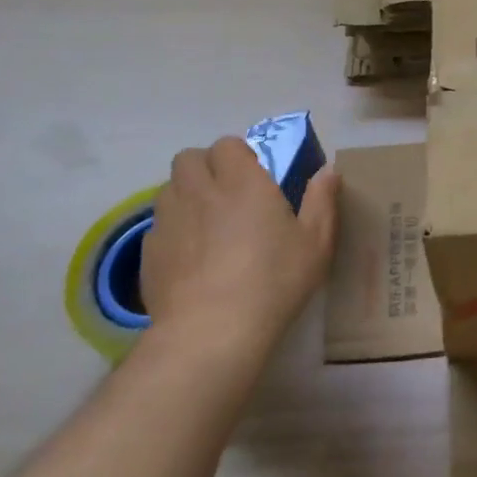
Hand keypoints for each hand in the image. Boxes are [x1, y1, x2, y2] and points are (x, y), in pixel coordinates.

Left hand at [139, 138, 340, 361]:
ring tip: (206, 223)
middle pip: (189, 159)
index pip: (227, 145)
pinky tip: (191, 258)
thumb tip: (329, 172)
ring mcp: (168, 221)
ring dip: (186, 195)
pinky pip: (158, 226)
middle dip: (206, 167)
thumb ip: (322, 201)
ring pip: (169, 189)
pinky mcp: (148, 252)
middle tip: (227, 194)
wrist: (211, 332)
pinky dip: (173, 231)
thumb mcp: (315, 243)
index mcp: (242, 182)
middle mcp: (200, 191)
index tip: (254, 176)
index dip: (238, 155)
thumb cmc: (273, 281)